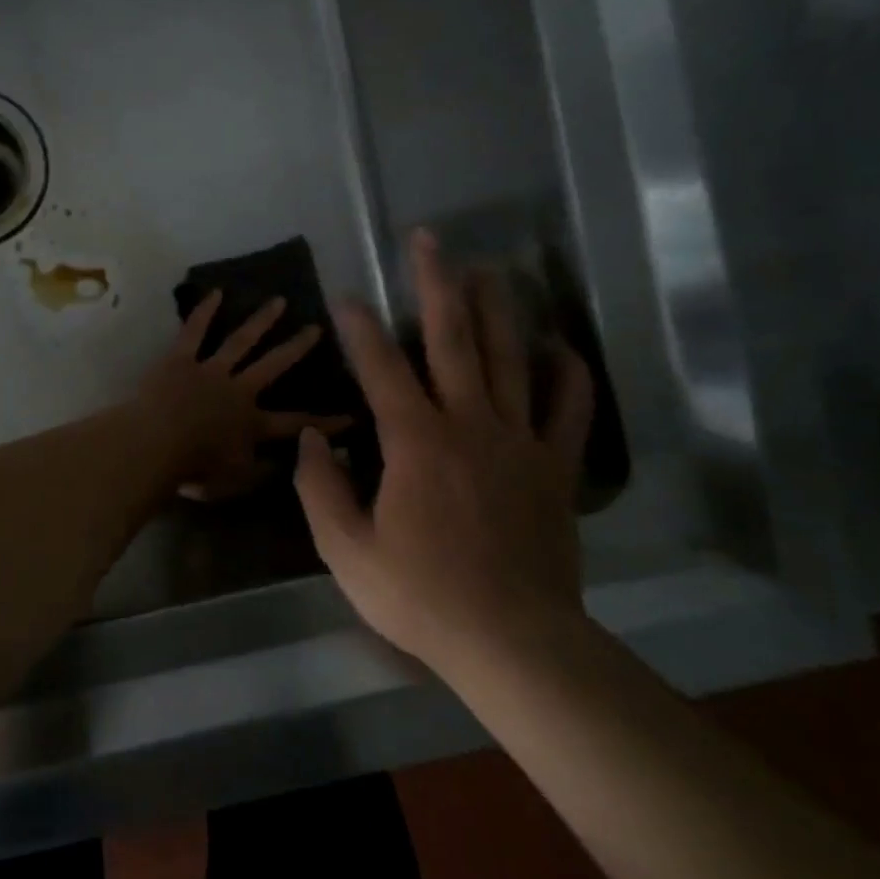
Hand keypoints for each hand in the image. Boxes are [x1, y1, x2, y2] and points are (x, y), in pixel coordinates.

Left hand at [133, 290, 351, 499]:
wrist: (153, 446)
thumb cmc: (193, 470)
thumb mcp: (234, 482)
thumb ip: (262, 472)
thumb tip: (289, 463)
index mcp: (251, 424)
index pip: (296, 423)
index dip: (326, 422)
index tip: (353, 415)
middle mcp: (238, 390)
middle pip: (273, 365)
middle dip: (296, 348)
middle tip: (317, 328)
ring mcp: (209, 370)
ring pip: (240, 341)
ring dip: (261, 321)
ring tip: (279, 301)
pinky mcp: (179, 359)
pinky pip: (194, 332)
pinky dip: (204, 311)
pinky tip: (216, 292)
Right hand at [294, 228, 594, 670]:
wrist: (511, 640)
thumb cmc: (419, 595)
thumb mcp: (345, 549)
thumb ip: (319, 486)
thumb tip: (310, 436)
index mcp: (415, 441)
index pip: (380, 367)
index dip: (359, 327)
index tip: (344, 295)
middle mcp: (469, 424)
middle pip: (453, 338)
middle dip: (437, 283)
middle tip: (429, 238)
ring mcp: (520, 441)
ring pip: (509, 357)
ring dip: (496, 307)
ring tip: (487, 268)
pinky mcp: (556, 467)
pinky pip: (568, 407)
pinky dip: (565, 372)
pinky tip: (556, 346)